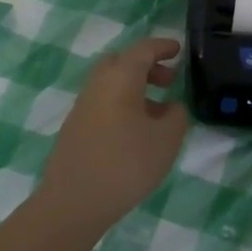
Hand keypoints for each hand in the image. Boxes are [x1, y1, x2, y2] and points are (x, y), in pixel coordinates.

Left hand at [39, 37, 190, 231]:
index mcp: (120, 78)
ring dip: (134, 87)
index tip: (178, 50)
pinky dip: (122, 103)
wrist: (73, 203)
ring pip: (110, 83)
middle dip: (146, 65)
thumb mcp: (167, 139)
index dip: (162, 47)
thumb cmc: (126, 164)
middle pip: (121, 62)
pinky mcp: (75, 128)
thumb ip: (176, 115)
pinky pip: (103, 102)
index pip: (143, 50)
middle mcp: (97, 84)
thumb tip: (170, 107)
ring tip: (157, 111)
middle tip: (168, 80)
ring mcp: (82, 106)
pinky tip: (135, 131)